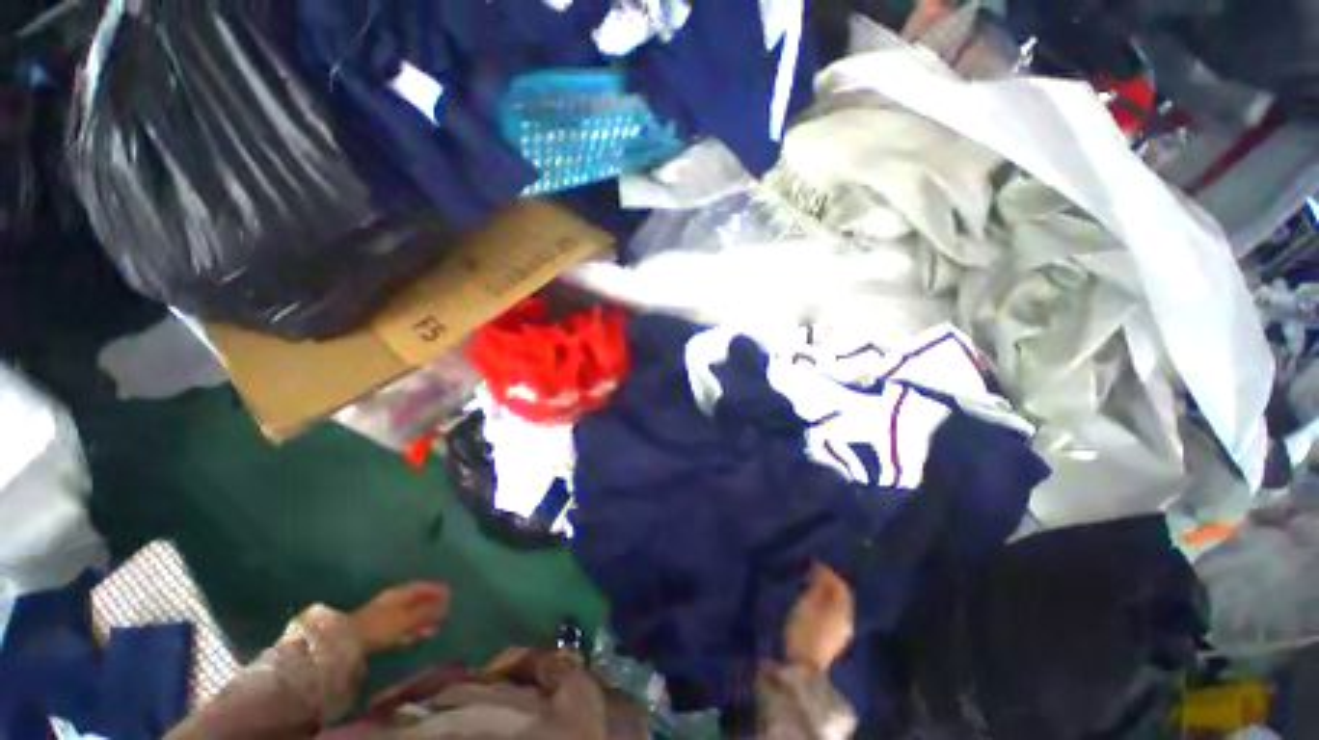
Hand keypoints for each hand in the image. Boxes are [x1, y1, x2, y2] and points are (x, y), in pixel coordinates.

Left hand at [350, 583, 450, 653]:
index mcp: (401, 593)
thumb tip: (445, 606)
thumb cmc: (381, 626)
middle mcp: (394, 600)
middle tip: (444, 614)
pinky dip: (411, 629)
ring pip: (409, 614)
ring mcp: (385, 614)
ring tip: (433, 630)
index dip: (437, 590)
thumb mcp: (408, 619)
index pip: (423, 587)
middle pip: (417, 601)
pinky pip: (401, 625)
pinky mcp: (378, 629)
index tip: (450, 595)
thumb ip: (427, 612)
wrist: (347, 643)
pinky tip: (415, 638)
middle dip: (431, 607)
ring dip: (422, 620)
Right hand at [784, 564, 854, 672]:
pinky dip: (826, 604)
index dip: (828, 573)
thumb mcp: (807, 604)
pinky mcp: (835, 640)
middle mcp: (847, 620)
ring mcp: (843, 632)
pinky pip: (835, 615)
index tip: (813, 564)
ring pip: (839, 606)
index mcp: (842, 610)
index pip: (840, 586)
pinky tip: (815, 603)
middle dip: (829, 583)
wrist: (805, 667)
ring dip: (827, 594)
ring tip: (811, 586)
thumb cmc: (804, 631)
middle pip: (842, 596)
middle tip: (812, 573)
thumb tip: (823, 572)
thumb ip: (818, 587)